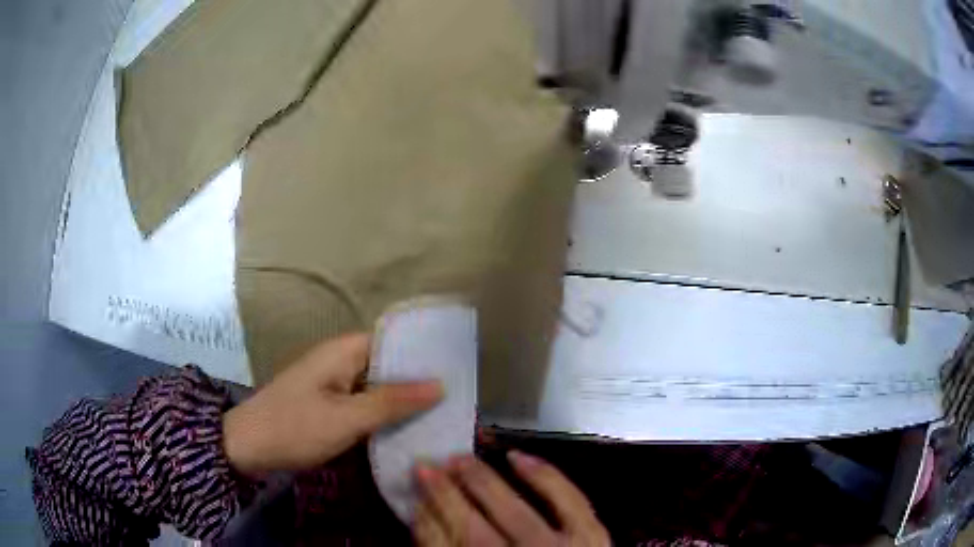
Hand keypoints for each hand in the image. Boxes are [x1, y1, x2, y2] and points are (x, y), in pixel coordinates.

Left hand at [223, 333, 442, 476]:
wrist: (247, 448)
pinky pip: (365, 403)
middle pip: (387, 364)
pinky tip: (408, 428)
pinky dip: (385, 413)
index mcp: (343, 352)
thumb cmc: (295, 427)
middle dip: (418, 380)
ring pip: (377, 386)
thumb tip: (440, 384)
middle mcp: (340, 361)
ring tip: (443, 413)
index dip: (423, 353)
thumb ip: (393, 402)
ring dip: (403, 399)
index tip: (457, 368)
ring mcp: (334, 384)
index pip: (392, 341)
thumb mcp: (347, 418)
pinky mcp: (330, 405)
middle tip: (457, 398)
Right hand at [413, 452, 609, 545]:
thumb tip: (426, 517)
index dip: (425, 521)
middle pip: (472, 529)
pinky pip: (568, 501)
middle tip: (426, 467)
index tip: (413, 496)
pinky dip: (543, 476)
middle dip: (444, 496)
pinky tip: (517, 457)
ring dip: (482, 482)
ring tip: (459, 459)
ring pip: (514, 513)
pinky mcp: (590, 537)